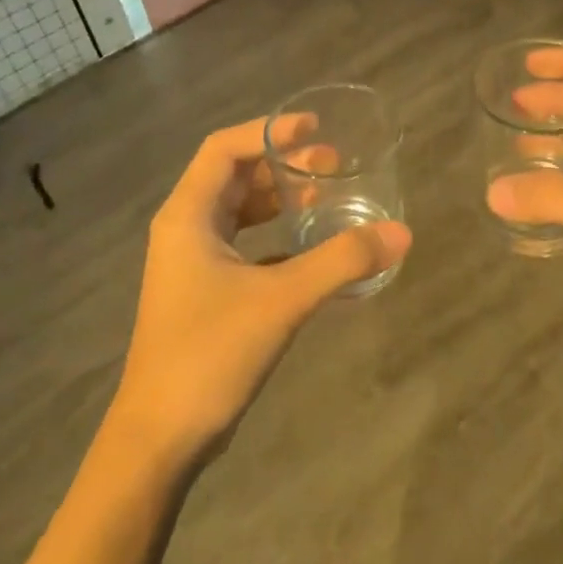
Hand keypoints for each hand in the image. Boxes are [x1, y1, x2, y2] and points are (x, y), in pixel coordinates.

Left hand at [112, 116, 411, 464]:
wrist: (162, 435)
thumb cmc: (210, 353)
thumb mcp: (281, 300)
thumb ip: (341, 262)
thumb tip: (400, 233)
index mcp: (188, 216)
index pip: (224, 149)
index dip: (268, 131)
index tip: (314, 128)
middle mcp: (185, 231)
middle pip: (234, 177)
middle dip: (282, 166)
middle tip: (332, 165)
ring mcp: (193, 264)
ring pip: (239, 214)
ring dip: (280, 201)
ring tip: (327, 199)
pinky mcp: (206, 293)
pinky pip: (245, 248)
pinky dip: (277, 240)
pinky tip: (314, 250)